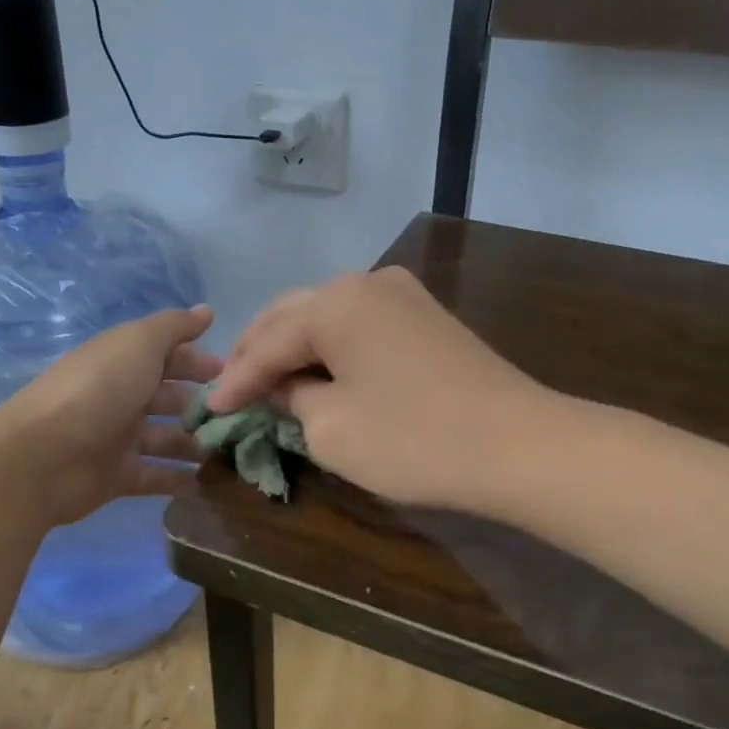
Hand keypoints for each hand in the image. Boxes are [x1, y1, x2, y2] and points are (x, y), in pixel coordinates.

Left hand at [0, 305, 222, 526]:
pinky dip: (180, 480)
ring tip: (234, 453)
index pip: (169, 356)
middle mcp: (122, 396)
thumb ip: (174, 327)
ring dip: (197, 444)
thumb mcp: (138, 343)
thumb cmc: (97, 390)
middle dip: (204, 405)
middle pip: (171, 398)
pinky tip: (211, 484)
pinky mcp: (117, 476)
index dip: (200, 362)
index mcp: (124, 361)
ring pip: (168, 438)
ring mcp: (119, 438)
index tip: (235, 374)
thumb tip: (207, 310)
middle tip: (242, 417)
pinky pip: (157, 476)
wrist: (42, 456)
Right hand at [208, 268, 548, 512]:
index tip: (208, 410)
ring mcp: (403, 295)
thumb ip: (293, 399)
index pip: (268, 342)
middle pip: (293, 315)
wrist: (519, 446)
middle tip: (230, 388)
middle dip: (258, 352)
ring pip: (327, 317)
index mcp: (335, 301)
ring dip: (295, 347)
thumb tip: (286, 386)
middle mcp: (367, 282)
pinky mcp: (427, 317)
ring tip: (267, 379)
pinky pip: (360, 326)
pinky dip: (331, 349)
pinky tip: (318, 371)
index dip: (236, 380)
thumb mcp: (331, 428)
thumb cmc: (414, 439)